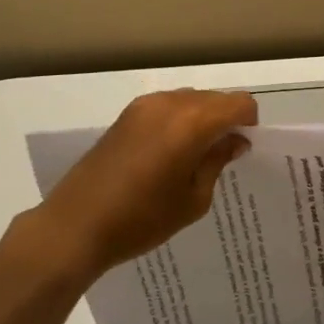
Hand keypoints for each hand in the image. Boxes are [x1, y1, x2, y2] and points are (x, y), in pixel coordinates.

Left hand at [32, 89, 257, 283]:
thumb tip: (234, 141)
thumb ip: (217, 162)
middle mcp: (169, 104)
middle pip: (215, 98)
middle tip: (223, 156)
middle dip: (226, 120)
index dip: (248, 123)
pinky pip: (166, 106)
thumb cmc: (141, 220)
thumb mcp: (192, 200)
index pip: (239, 104)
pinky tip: (169, 153)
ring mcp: (143, 106)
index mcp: (191, 123)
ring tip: (194, 156)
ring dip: (202, 119)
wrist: (75, 226)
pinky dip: (179, 120)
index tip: (244, 149)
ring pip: (190, 99)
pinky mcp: (125, 115)